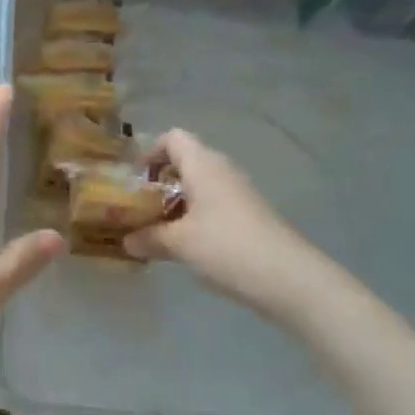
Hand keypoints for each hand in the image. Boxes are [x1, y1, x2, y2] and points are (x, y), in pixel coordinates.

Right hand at [124, 129, 319, 321]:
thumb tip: (126, 240)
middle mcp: (222, 170)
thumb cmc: (226, 247)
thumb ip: (149, 237)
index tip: (134, 181)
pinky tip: (187, 245)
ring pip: (200, 185)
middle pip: (185, 161)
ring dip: (177, 202)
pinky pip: (214, 204)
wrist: (288, 276)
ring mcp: (239, 192)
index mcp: (202, 164)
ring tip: (158, 230)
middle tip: (140, 209)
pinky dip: (195, 217)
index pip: (172, 138)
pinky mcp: (249, 214)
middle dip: (159, 182)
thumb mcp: (179, 243)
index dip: (149, 153)